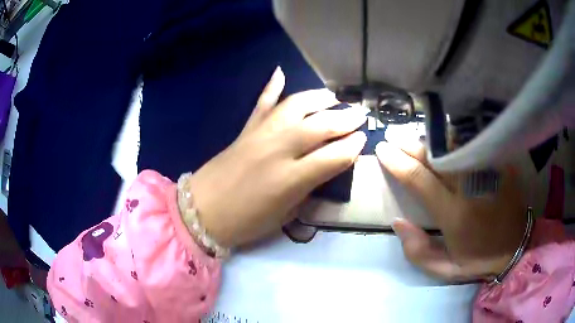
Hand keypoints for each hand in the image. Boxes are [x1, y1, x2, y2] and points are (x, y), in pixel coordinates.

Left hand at [188, 67, 366, 247]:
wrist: (203, 211)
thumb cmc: (245, 222)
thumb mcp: (285, 215)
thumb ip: (307, 189)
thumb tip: (325, 169)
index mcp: (290, 179)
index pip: (333, 156)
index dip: (353, 146)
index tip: (364, 139)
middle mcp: (278, 149)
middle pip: (320, 125)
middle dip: (345, 118)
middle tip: (360, 114)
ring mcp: (260, 134)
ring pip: (295, 105)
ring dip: (318, 98)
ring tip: (333, 97)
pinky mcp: (245, 129)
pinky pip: (262, 103)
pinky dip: (272, 87)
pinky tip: (280, 73)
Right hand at [376, 140, 526, 281]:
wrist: (517, 247)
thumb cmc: (480, 260)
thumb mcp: (446, 269)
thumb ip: (418, 251)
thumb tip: (397, 222)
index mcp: (454, 214)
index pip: (420, 180)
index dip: (398, 163)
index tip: (383, 150)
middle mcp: (469, 188)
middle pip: (435, 157)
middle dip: (410, 144)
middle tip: (393, 137)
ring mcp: (487, 172)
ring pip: (454, 146)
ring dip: (432, 140)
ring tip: (416, 136)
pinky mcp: (499, 164)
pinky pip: (473, 144)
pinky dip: (455, 139)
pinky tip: (445, 137)